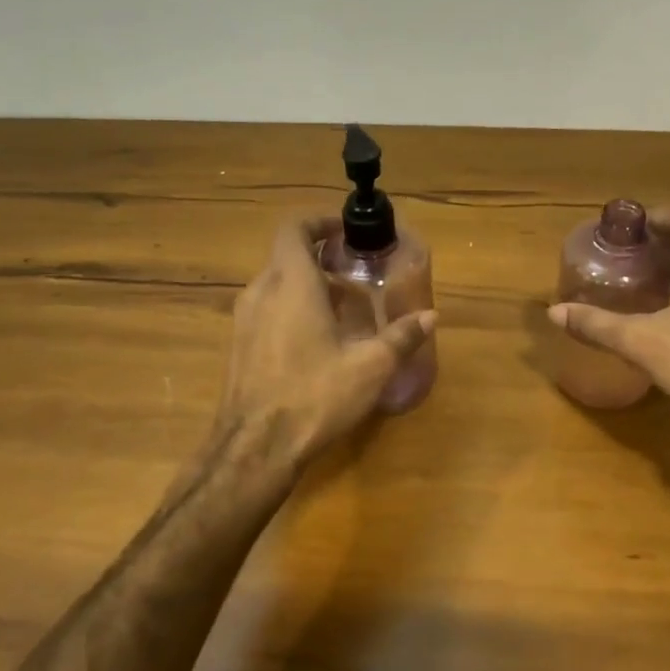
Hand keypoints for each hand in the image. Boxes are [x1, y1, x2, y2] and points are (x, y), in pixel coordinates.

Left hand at [216, 216, 435, 469]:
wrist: (254, 449)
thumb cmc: (314, 396)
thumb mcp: (370, 367)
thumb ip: (401, 337)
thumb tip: (431, 316)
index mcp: (291, 284)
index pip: (294, 228)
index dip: (319, 221)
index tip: (346, 231)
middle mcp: (261, 292)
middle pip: (287, 256)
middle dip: (321, 257)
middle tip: (355, 272)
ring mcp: (243, 320)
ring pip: (276, 284)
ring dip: (306, 285)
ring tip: (341, 307)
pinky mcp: (238, 346)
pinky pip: (266, 309)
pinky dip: (291, 308)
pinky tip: (317, 341)